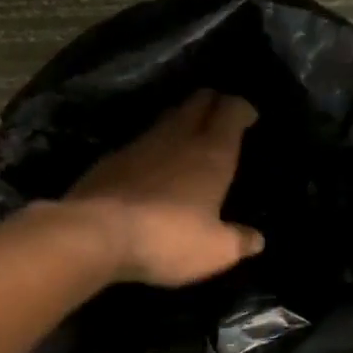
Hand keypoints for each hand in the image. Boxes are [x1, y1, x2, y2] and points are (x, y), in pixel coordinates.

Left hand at [65, 90, 264, 287]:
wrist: (95, 234)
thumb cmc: (168, 238)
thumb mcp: (214, 250)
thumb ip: (238, 241)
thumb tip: (256, 239)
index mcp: (211, 153)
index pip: (231, 111)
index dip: (241, 108)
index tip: (248, 116)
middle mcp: (177, 137)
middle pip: (197, 102)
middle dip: (212, 103)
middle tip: (220, 117)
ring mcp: (140, 144)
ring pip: (167, 118)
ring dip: (181, 120)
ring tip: (189, 136)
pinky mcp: (111, 159)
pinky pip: (140, 141)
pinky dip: (153, 145)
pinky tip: (152, 164)